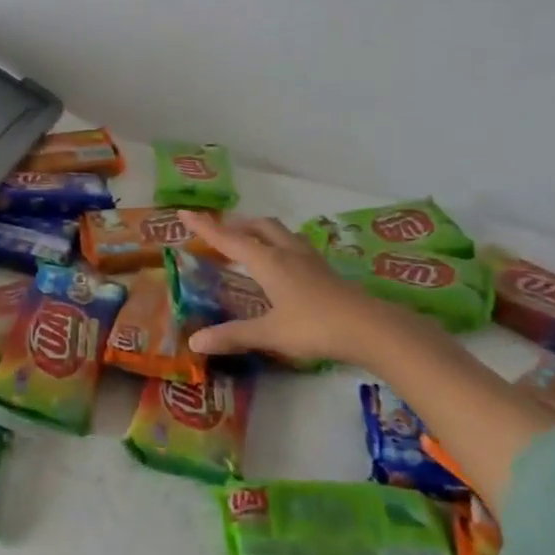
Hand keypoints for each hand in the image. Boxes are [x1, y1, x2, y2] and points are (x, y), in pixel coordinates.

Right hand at [180, 211, 422, 365]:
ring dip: (260, 232)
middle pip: (258, 227)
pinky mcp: (325, 271)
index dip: (205, 226)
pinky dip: (279, 246)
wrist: (370, 328)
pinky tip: (284, 264)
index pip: (228, 238)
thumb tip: (194, 342)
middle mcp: (286, 252)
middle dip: (236, 225)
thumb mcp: (269, 333)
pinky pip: (295, 246)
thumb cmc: (314, 327)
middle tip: (220, 232)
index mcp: (267, 261)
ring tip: (250, 243)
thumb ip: (233, 335)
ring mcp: (309, 260)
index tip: (184, 212)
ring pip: (280, 233)